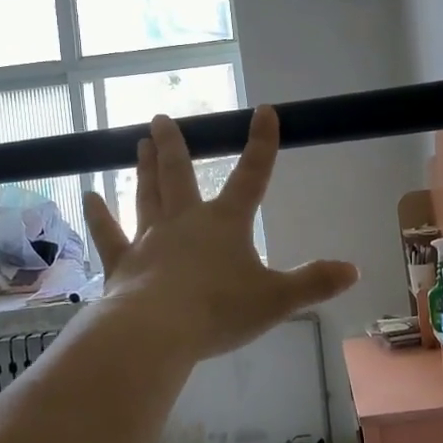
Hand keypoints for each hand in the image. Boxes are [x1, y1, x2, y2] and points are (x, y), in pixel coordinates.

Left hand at [83, 106, 358, 363]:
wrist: (157, 331)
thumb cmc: (219, 311)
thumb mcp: (277, 300)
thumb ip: (314, 283)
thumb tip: (354, 270)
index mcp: (226, 223)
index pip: (252, 176)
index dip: (262, 143)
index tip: (264, 110)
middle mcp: (185, 221)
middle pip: (179, 174)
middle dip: (175, 145)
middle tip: (161, 118)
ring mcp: (150, 239)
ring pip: (146, 195)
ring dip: (144, 168)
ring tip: (138, 143)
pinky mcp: (123, 263)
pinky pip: (108, 234)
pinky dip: (98, 215)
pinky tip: (88, 196)